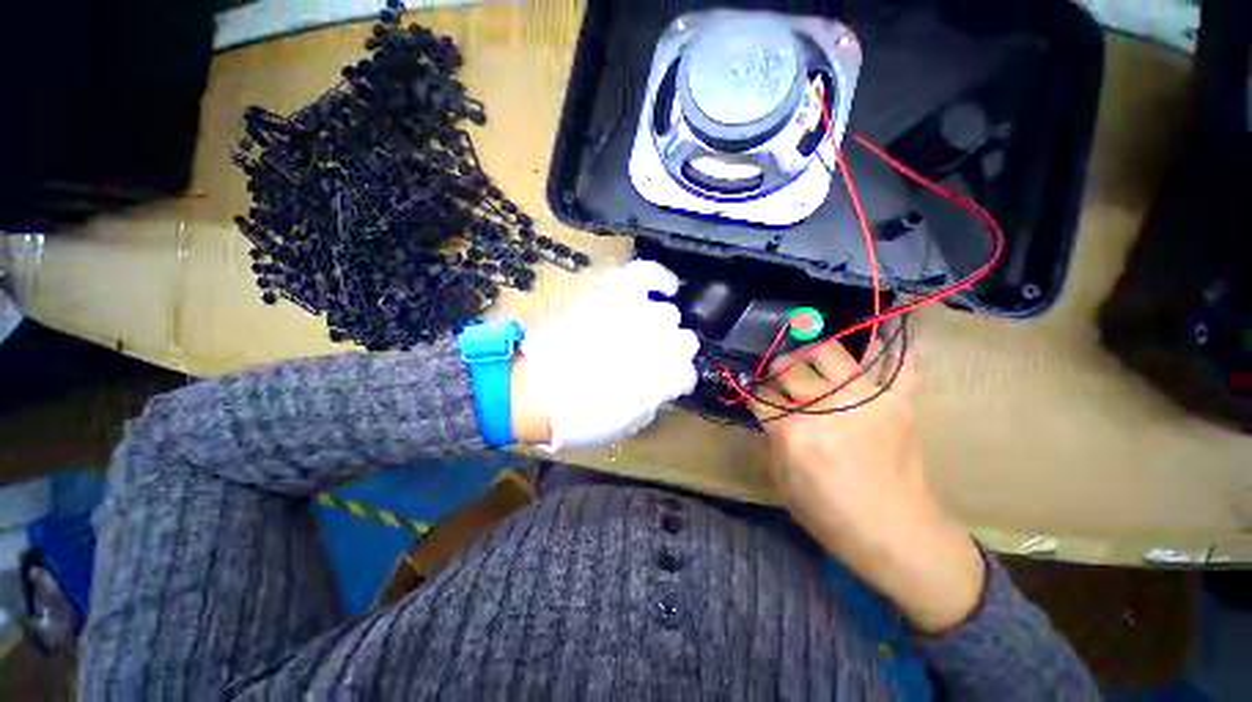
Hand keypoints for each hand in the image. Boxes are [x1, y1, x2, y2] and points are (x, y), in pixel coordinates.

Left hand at [512, 260, 699, 450]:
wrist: (532, 392)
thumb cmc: (577, 418)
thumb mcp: (624, 423)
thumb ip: (651, 402)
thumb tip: (664, 386)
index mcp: (658, 383)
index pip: (687, 373)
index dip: (681, 377)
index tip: (672, 381)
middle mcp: (652, 349)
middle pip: (685, 341)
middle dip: (673, 350)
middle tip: (655, 356)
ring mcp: (630, 320)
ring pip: (668, 315)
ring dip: (662, 326)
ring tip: (652, 329)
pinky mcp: (610, 298)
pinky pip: (642, 276)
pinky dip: (659, 278)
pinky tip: (669, 287)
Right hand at [747, 337, 984, 633]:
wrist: (897, 534)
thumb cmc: (830, 514)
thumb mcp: (780, 481)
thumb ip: (769, 438)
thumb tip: (764, 411)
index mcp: (793, 432)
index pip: (761, 394)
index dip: (755, 395)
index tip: (758, 399)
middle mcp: (826, 407)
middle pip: (788, 367)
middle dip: (776, 372)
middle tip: (779, 381)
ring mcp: (866, 398)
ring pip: (827, 351)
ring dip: (810, 354)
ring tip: (809, 364)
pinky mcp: (898, 401)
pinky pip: (898, 362)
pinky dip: (891, 345)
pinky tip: (879, 333)